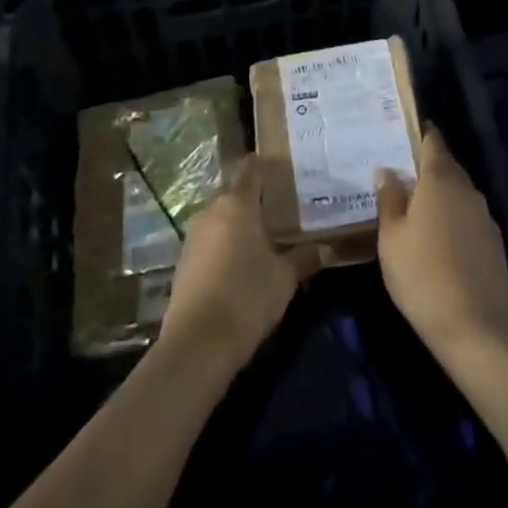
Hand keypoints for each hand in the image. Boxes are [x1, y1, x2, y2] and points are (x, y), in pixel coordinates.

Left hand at [160, 155, 316, 367]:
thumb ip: (303, 258)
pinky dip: (223, 247)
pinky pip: (208, 243)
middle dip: (252, 200)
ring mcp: (193, 237)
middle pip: (234, 195)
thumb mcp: (284, 278)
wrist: (198, 342)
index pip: (250, 170)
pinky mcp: (183, 263)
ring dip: (236, 226)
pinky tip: (238, 265)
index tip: (277, 166)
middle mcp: (211, 211)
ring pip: (219, 220)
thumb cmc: (247, 296)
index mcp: (237, 203)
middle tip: (277, 210)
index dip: (262, 165)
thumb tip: (325, 248)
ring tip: (260, 239)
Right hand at [375, 128, 507, 364]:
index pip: (433, 142)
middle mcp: (467, 190)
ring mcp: (485, 217)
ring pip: (460, 193)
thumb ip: (389, 199)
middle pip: (447, 166)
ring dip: (441, 195)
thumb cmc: (422, 276)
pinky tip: (440, 239)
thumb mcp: (391, 238)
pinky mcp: (495, 244)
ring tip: (417, 207)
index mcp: (440, 180)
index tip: (404, 132)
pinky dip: (454, 219)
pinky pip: (469, 218)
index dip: (420, 134)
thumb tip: (387, 170)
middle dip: (428, 166)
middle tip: (402, 173)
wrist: (477, 331)